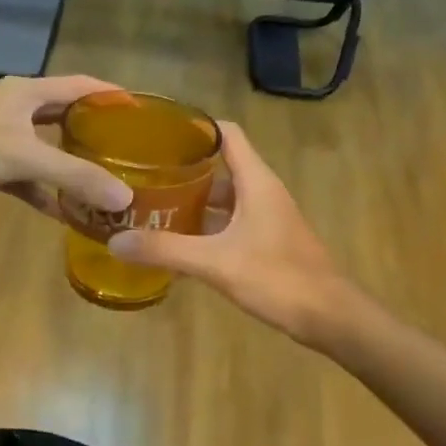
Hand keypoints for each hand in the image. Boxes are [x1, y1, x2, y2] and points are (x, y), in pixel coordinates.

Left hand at [0, 76, 135, 219]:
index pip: (80, 85)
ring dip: (70, 166)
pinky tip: (63, 213)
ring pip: (45, 149)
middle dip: (94, 132)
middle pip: (64, 116)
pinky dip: (43, 191)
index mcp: (26, 91)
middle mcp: (15, 108)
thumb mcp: (25, 157)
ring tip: (103, 183)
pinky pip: (25, 177)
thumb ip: (76, 176)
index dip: (111, 94)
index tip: (143, 112)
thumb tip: (124, 198)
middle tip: (128, 151)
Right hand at [107, 123, 351, 342]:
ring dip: (191, 202)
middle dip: (182, 171)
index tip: (158, 135)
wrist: (329, 317)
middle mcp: (262, 192)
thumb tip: (115, 241)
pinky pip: (229, 224)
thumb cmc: (277, 277)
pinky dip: (204, 228)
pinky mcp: (267, 242)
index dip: (195, 128)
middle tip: (142, 178)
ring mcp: (266, 218)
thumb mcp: (216, 263)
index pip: (227, 134)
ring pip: (223, 199)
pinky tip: (177, 245)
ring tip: (151, 209)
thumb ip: (166, 250)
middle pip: (220, 167)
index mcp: (256, 182)